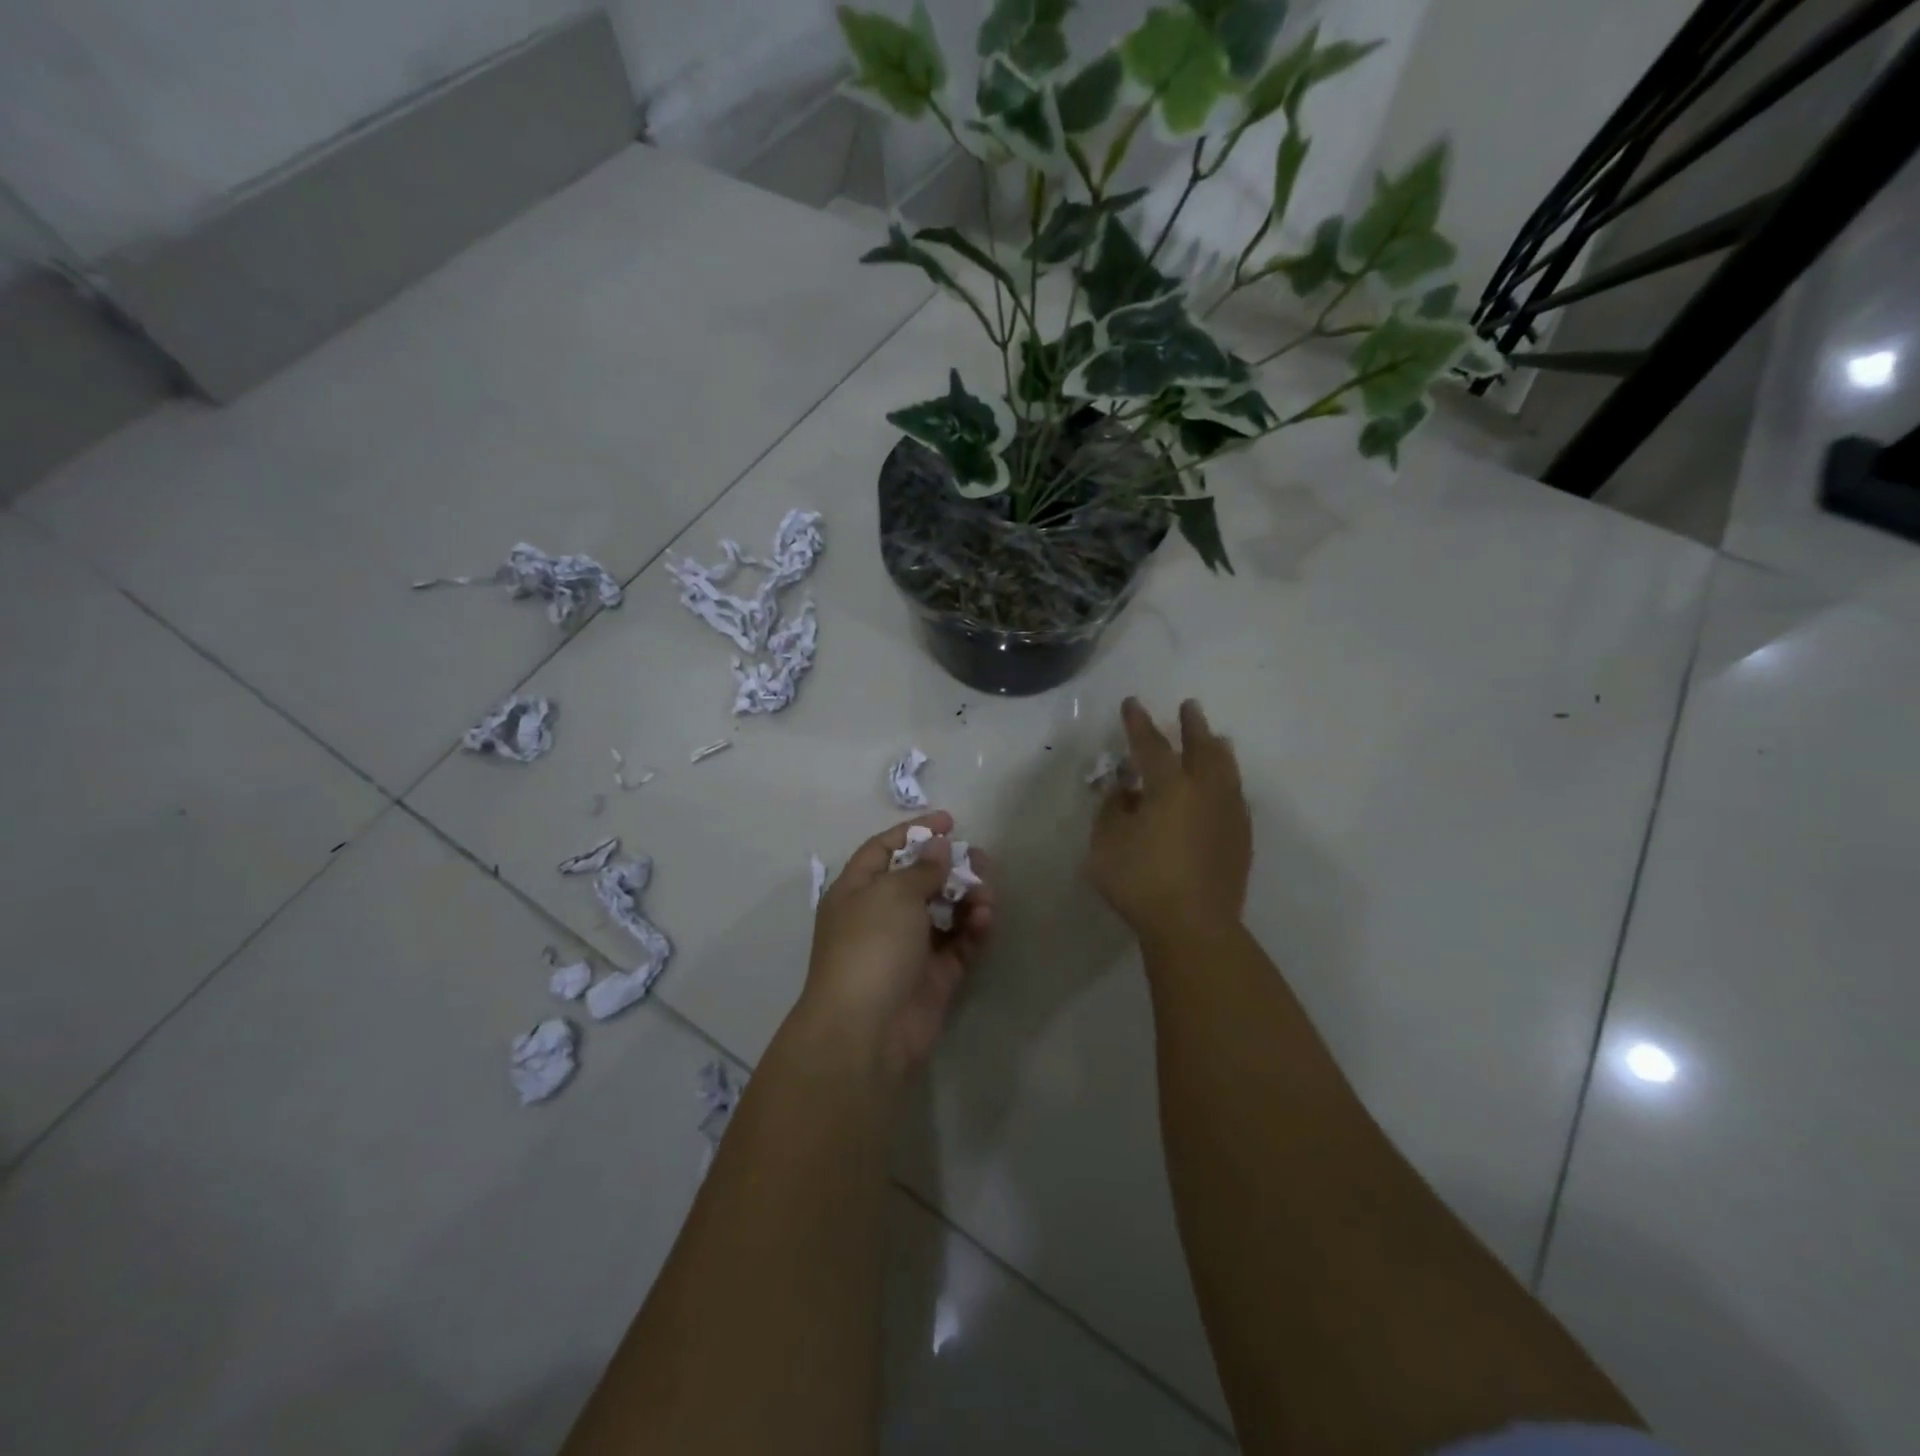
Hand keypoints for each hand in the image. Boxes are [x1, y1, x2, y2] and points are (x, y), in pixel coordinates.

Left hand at [802, 812, 994, 1080]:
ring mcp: (908, 948)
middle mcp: (880, 916)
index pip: (884, 849)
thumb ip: (922, 868)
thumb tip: (939, 847)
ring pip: (944, 912)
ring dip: (968, 898)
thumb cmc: (871, 945)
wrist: (867, 1030)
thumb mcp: (893, 893)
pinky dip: (973, 929)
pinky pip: (958, 944)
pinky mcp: (933, 977)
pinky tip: (986, 919)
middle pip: (920, 880)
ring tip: (987, 894)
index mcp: (857, 891)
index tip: (950, 821)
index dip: (915, 832)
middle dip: (951, 867)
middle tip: (981, 859)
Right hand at [1088, 698, 1251, 946]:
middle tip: (1190, 707)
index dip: (1139, 724)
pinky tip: (1226, 788)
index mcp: (1170, 787)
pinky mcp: (1241, 840)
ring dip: (1217, 750)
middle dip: (1193, 726)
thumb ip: (1112, 811)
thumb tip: (1124, 792)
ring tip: (1217, 739)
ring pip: (1226, 771)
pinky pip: (1236, 797)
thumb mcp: (1106, 844)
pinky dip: (1228, 782)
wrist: (1194, 926)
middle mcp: (1204, 792)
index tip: (1132, 703)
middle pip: (1201, 749)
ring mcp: (1228, 815)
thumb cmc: (1141, 882)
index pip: (1152, 745)